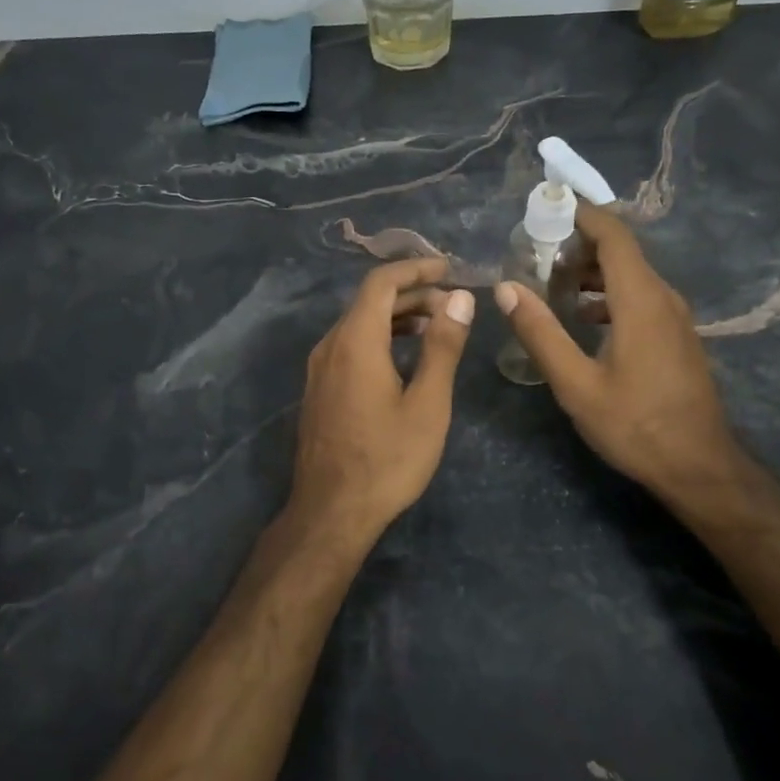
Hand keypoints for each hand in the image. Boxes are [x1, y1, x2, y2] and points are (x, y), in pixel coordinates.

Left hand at [285, 257, 475, 552]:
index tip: (448, 268)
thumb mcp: (427, 403)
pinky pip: (350, 346)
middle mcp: (330, 345)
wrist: (331, 512)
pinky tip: (405, 358)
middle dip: (412, 294)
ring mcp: (320, 369)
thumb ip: (442, 347)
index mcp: (356, 341)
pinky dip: (381, 337)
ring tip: (437, 326)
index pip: (381, 282)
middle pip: (369, 301)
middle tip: (453, 304)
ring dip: (397, 316)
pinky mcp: (319, 390)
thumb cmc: (387, 459)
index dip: (416, 268)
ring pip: (359, 324)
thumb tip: (460, 299)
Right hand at [495, 206, 741, 505]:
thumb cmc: (635, 424)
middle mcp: (662, 296)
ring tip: (552, 287)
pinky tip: (583, 319)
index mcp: (640, 299)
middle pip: (621, 251)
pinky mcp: (676, 335)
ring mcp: (674, 316)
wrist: (699, 466)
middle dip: (577, 245)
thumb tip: (506, 288)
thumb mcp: (576, 384)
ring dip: (592, 272)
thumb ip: (541, 333)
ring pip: (630, 275)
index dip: (580, 214)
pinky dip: (608, 294)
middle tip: (535, 257)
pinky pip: (640, 296)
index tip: (544, 209)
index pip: (613, 234)